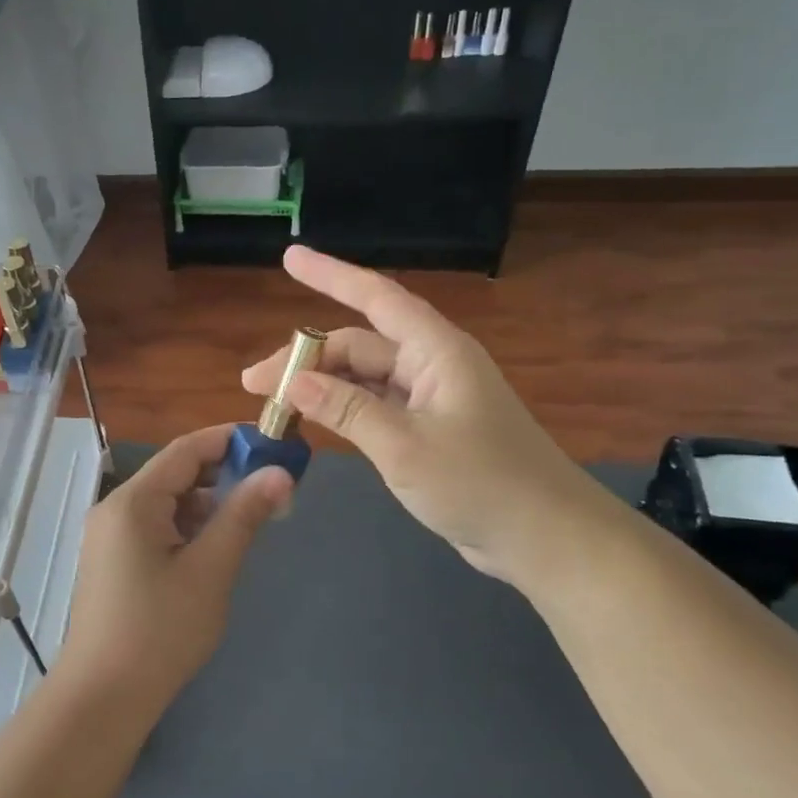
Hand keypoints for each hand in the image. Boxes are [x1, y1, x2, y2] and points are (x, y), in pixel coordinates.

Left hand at [57, 425, 292, 716]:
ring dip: (208, 504)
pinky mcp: (113, 560)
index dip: (230, 440)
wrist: (102, 697)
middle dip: (223, 474)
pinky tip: (215, 548)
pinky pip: (156, 527)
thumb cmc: (159, 631)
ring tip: (251, 520)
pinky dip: (188, 527)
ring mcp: (110, 535)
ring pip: (167, 503)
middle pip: (175, 473)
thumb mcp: (210, 570)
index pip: (186, 449)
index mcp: (133, 501)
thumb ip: (243, 516)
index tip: (272, 443)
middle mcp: (116, 508)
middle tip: (271, 488)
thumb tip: (280, 473)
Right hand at [242, 246, 615, 585]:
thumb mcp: (405, 447)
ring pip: (362, 379)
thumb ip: (346, 410)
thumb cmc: (481, 483)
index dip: (331, 275)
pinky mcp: (427, 431)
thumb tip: (291, 382)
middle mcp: (430, 366)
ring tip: (272, 404)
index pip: (377, 298)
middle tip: (254, 384)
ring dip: (319, 387)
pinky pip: (373, 407)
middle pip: (358, 346)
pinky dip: (341, 411)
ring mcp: (429, 400)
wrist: (543, 538)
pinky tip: (310, 422)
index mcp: (435, 352)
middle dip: (305, 358)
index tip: (289, 258)